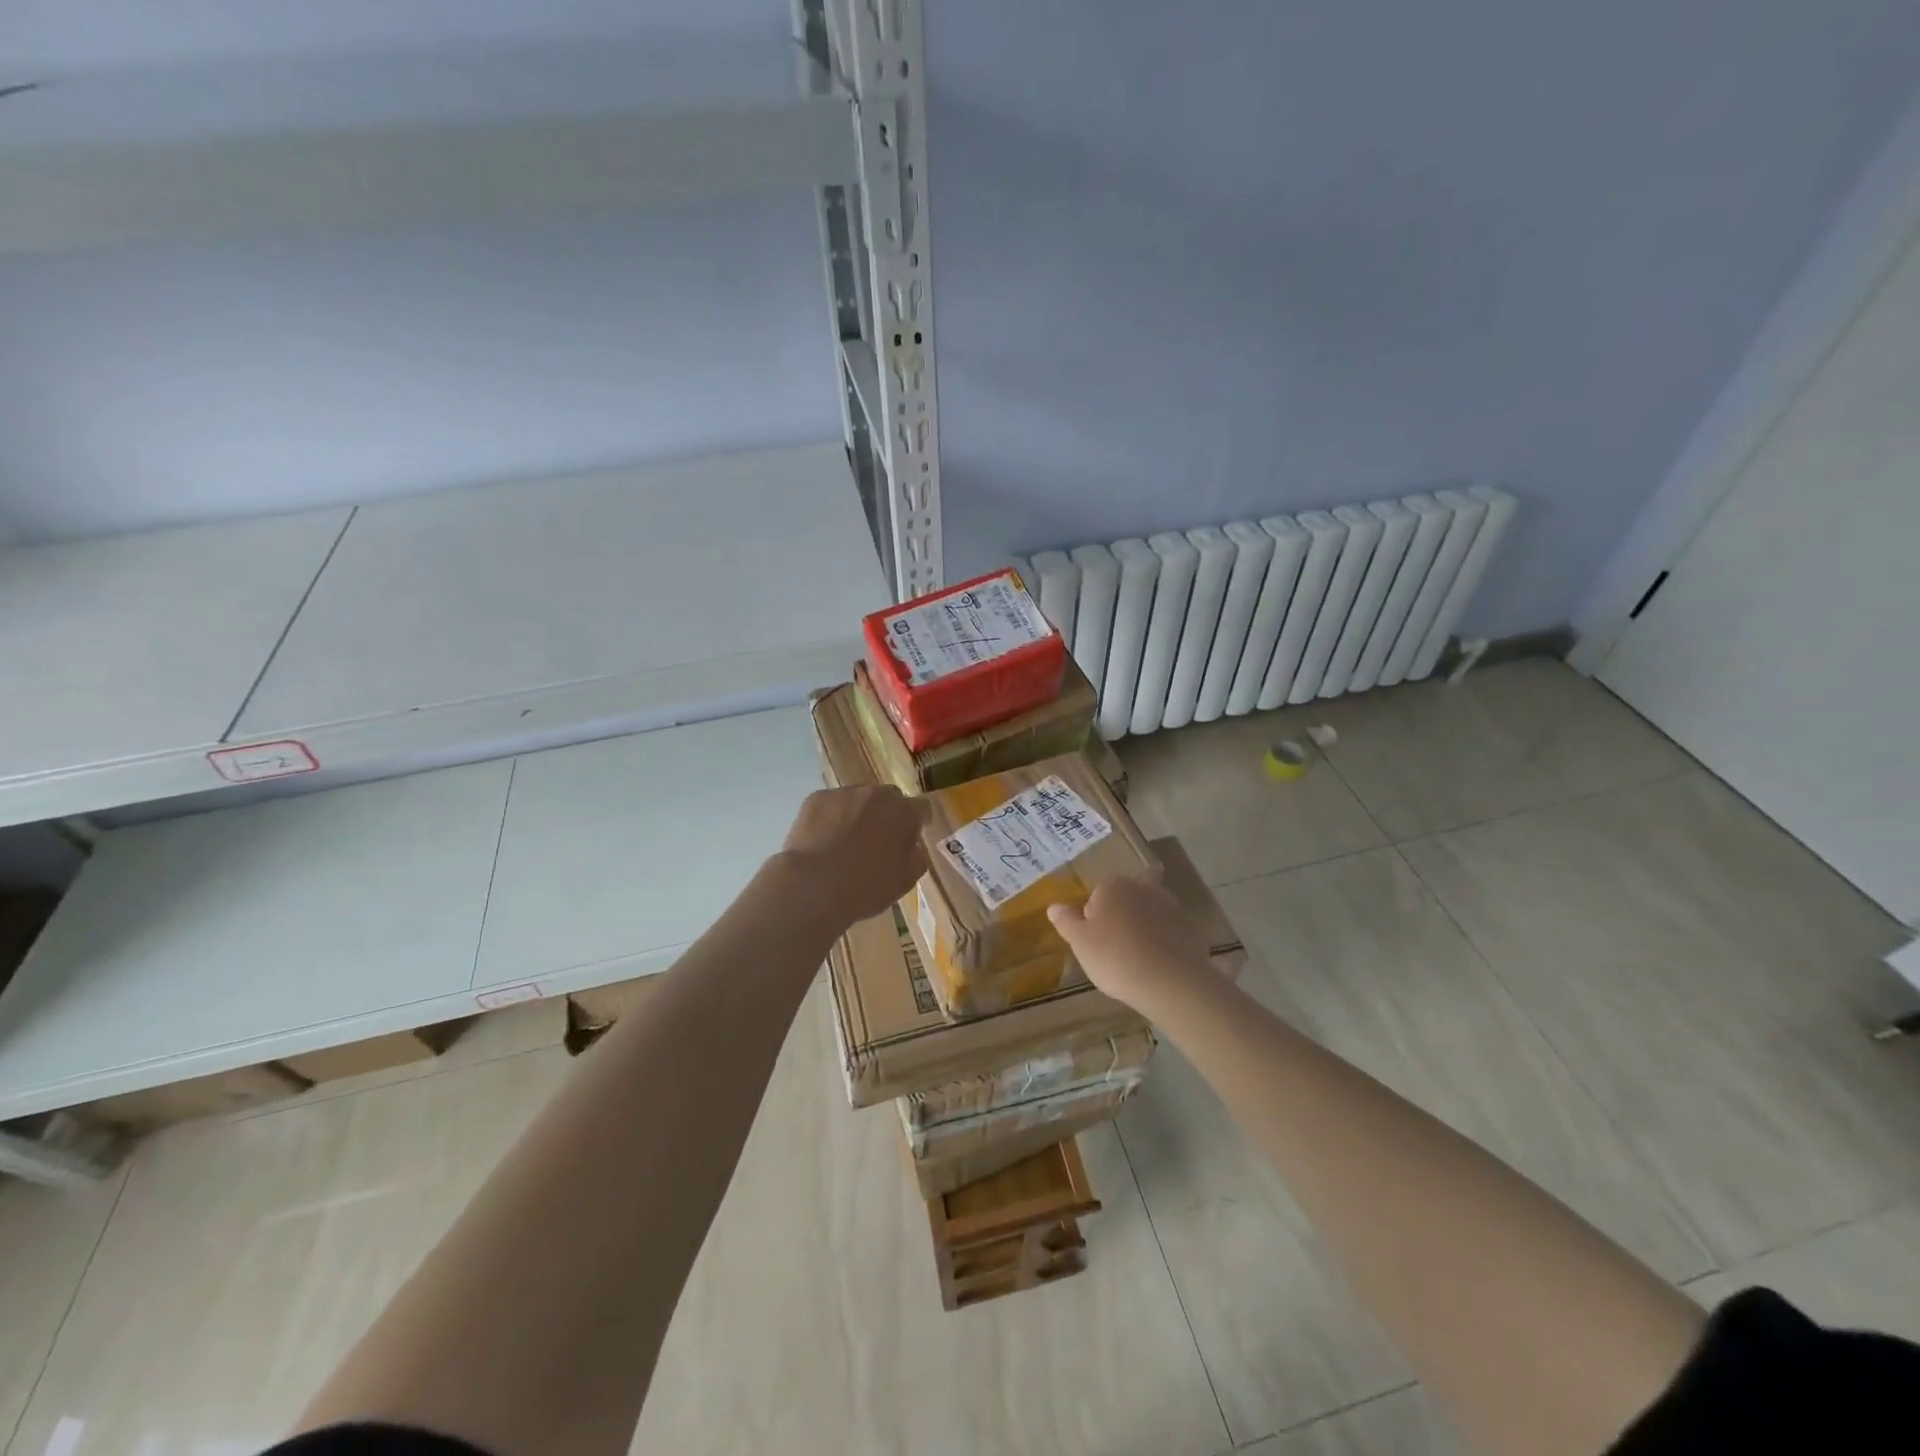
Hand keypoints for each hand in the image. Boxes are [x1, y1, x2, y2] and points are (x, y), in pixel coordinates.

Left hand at [777, 785, 931, 927]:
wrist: (813, 886)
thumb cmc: (865, 888)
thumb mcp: (904, 881)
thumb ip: (916, 857)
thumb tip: (912, 845)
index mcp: (904, 814)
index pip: (921, 808)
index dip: (919, 821)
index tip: (913, 833)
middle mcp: (877, 795)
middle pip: (889, 798)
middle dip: (887, 813)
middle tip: (878, 838)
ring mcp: (845, 793)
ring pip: (858, 799)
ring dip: (857, 813)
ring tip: (845, 840)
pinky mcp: (816, 798)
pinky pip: (830, 804)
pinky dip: (830, 816)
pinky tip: (822, 839)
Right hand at [1047, 876, 1213, 1014]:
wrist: (1169, 983)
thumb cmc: (1115, 958)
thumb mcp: (1080, 943)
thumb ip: (1066, 921)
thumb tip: (1053, 906)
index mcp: (1114, 887)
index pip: (1097, 896)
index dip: (1093, 920)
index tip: (1094, 944)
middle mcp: (1144, 889)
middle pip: (1125, 902)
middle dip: (1120, 920)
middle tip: (1114, 952)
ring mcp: (1172, 907)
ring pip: (1150, 915)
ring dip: (1144, 930)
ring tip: (1138, 961)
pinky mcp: (1192, 928)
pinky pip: (1171, 932)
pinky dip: (1165, 943)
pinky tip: (1159, 966)